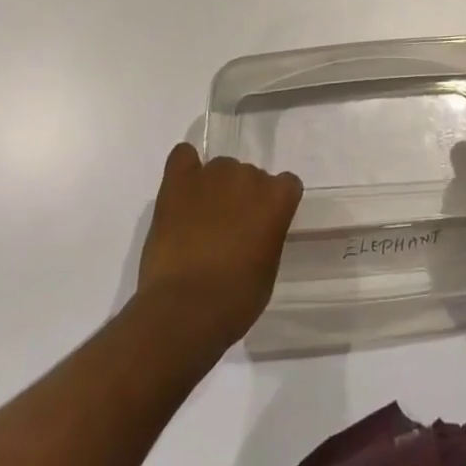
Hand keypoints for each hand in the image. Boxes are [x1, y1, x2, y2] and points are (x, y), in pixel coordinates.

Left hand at [135, 144, 302, 352]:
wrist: (185, 309)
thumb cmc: (235, 299)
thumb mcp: (268, 268)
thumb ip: (267, 235)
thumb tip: (254, 230)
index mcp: (276, 198)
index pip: (286, 185)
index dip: (274, 205)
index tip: (264, 226)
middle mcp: (248, 176)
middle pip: (250, 176)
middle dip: (242, 198)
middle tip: (228, 230)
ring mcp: (211, 174)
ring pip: (220, 169)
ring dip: (215, 188)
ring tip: (200, 221)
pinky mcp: (178, 181)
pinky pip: (183, 156)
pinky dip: (185, 168)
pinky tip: (183, 189)